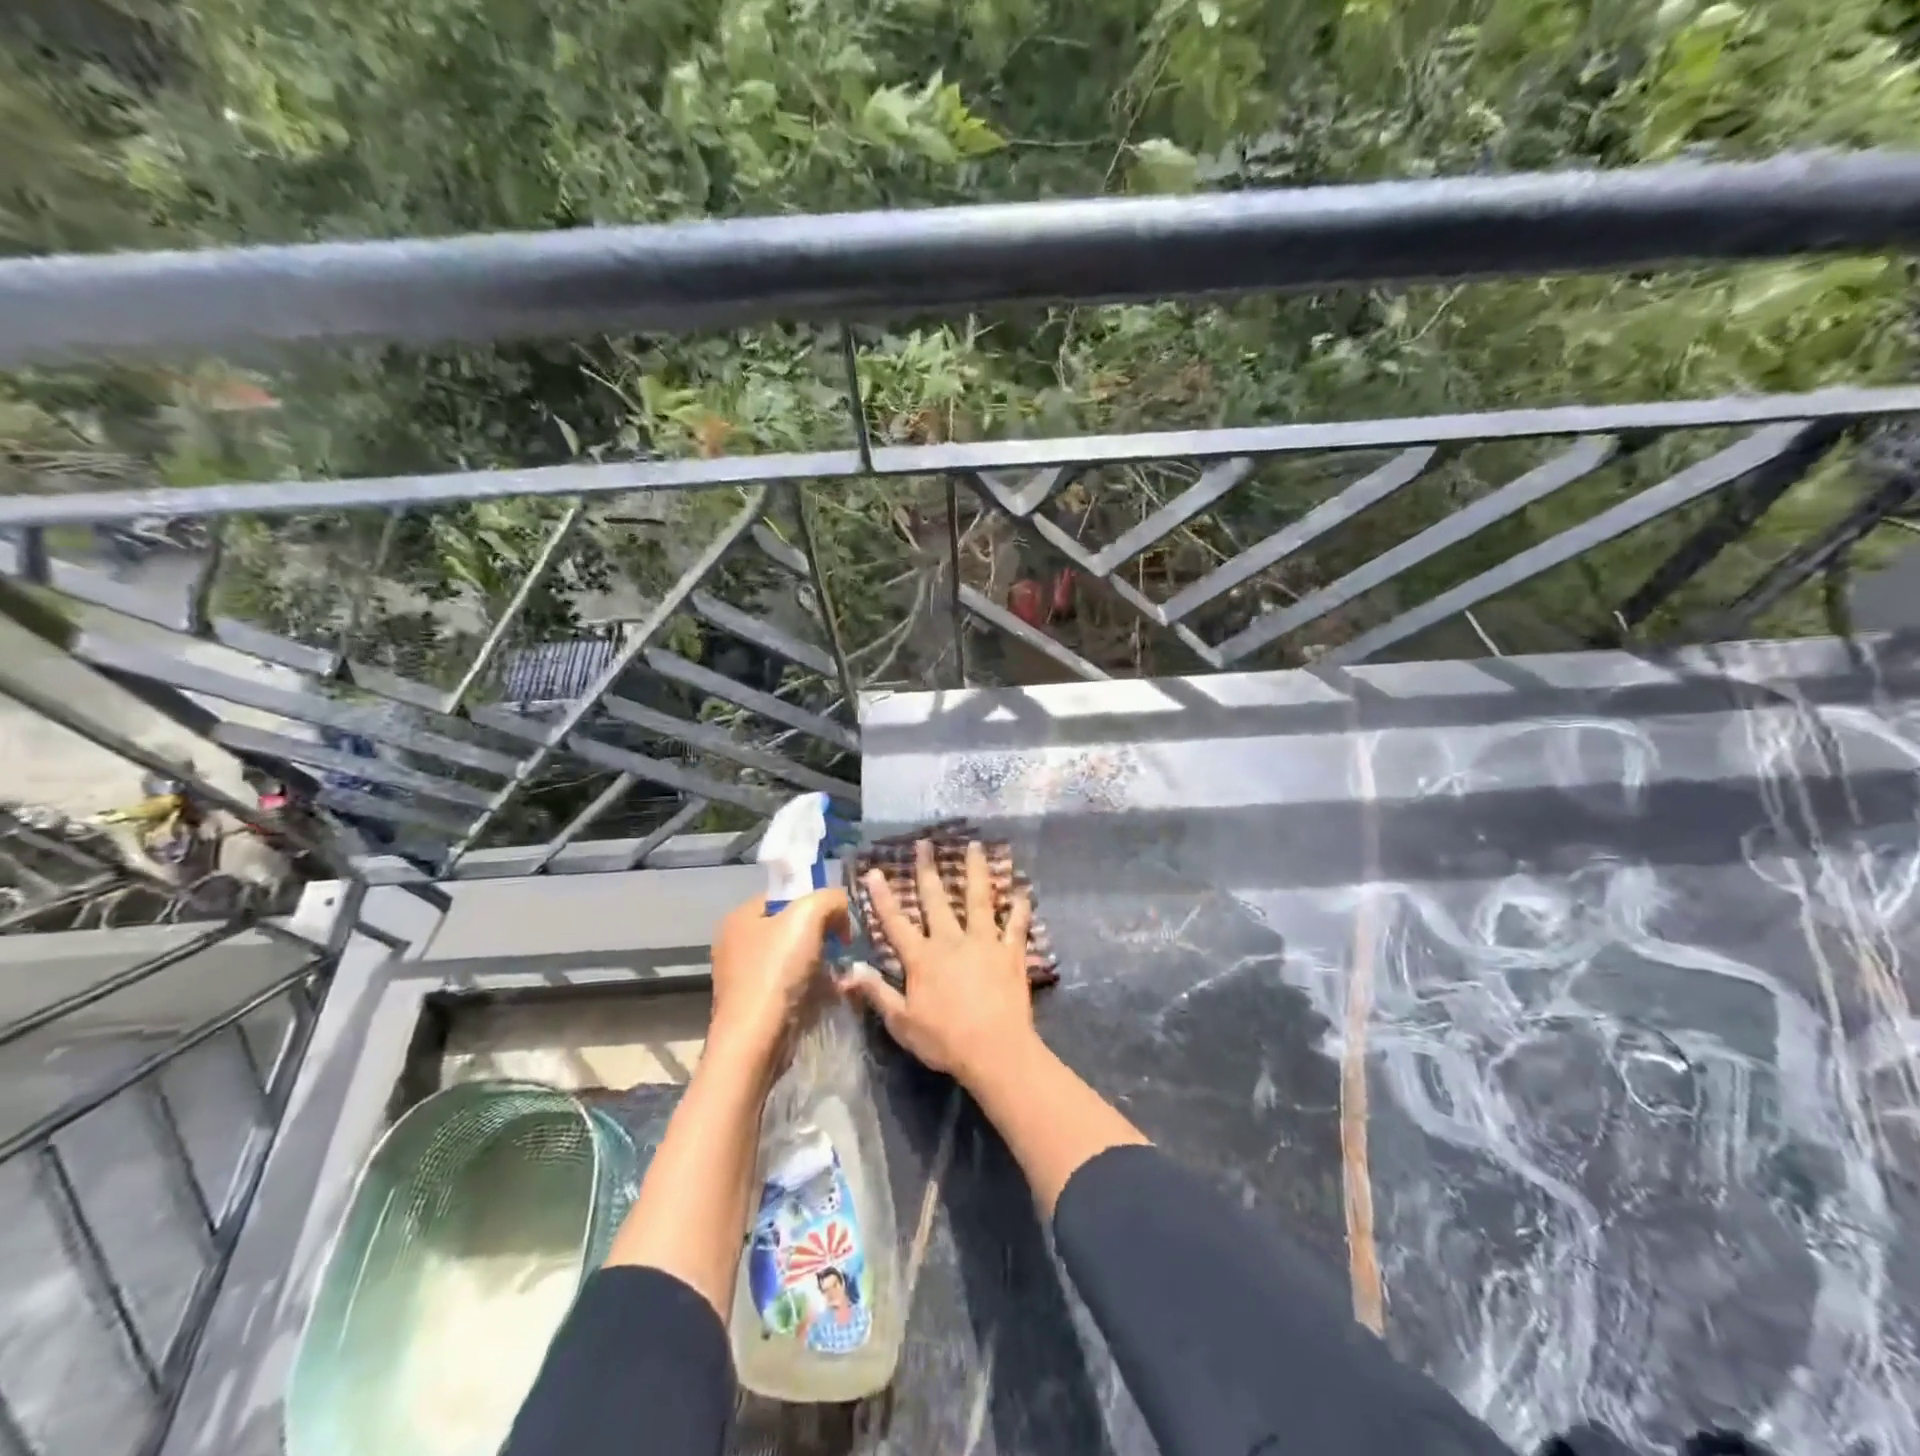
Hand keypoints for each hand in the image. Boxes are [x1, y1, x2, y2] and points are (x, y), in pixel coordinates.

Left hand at [708, 889, 849, 1067]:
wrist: (755, 1042)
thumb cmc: (776, 973)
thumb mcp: (808, 916)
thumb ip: (830, 899)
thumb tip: (841, 909)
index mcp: (740, 917)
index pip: (785, 896)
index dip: (815, 902)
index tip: (838, 921)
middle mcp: (736, 944)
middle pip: (792, 928)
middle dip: (821, 936)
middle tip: (842, 948)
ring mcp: (744, 978)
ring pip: (795, 959)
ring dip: (821, 964)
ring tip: (839, 975)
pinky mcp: (756, 1006)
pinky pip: (792, 986)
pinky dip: (812, 989)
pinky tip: (828, 996)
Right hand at [842, 839, 1036, 1083]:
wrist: (994, 1050)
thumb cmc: (944, 1040)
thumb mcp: (901, 1022)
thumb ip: (877, 993)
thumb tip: (848, 970)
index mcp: (922, 958)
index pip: (896, 922)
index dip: (882, 897)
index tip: (874, 870)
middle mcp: (951, 941)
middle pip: (936, 899)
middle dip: (928, 870)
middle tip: (925, 844)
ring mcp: (984, 942)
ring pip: (979, 899)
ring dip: (976, 871)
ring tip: (976, 845)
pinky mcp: (1010, 952)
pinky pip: (1016, 925)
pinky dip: (1020, 908)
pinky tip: (1022, 890)